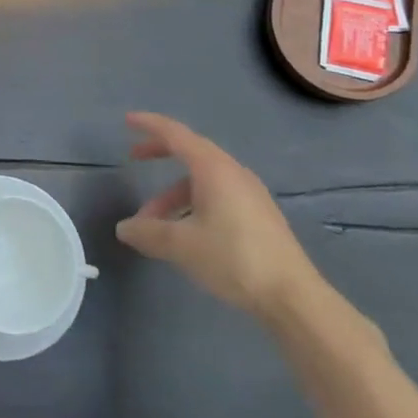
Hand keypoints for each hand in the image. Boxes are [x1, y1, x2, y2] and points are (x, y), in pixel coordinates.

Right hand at [116, 112, 322, 321]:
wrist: (293, 297)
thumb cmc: (233, 259)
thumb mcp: (181, 245)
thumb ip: (147, 233)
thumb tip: (123, 228)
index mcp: (214, 169)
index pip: (176, 134)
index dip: (150, 125)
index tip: (128, 120)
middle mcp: (233, 173)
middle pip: (191, 152)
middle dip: (160, 154)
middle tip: (135, 159)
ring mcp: (250, 194)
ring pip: (203, 180)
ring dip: (174, 194)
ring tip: (155, 225)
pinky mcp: (259, 215)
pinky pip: (218, 195)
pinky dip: (193, 203)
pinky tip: (186, 233)